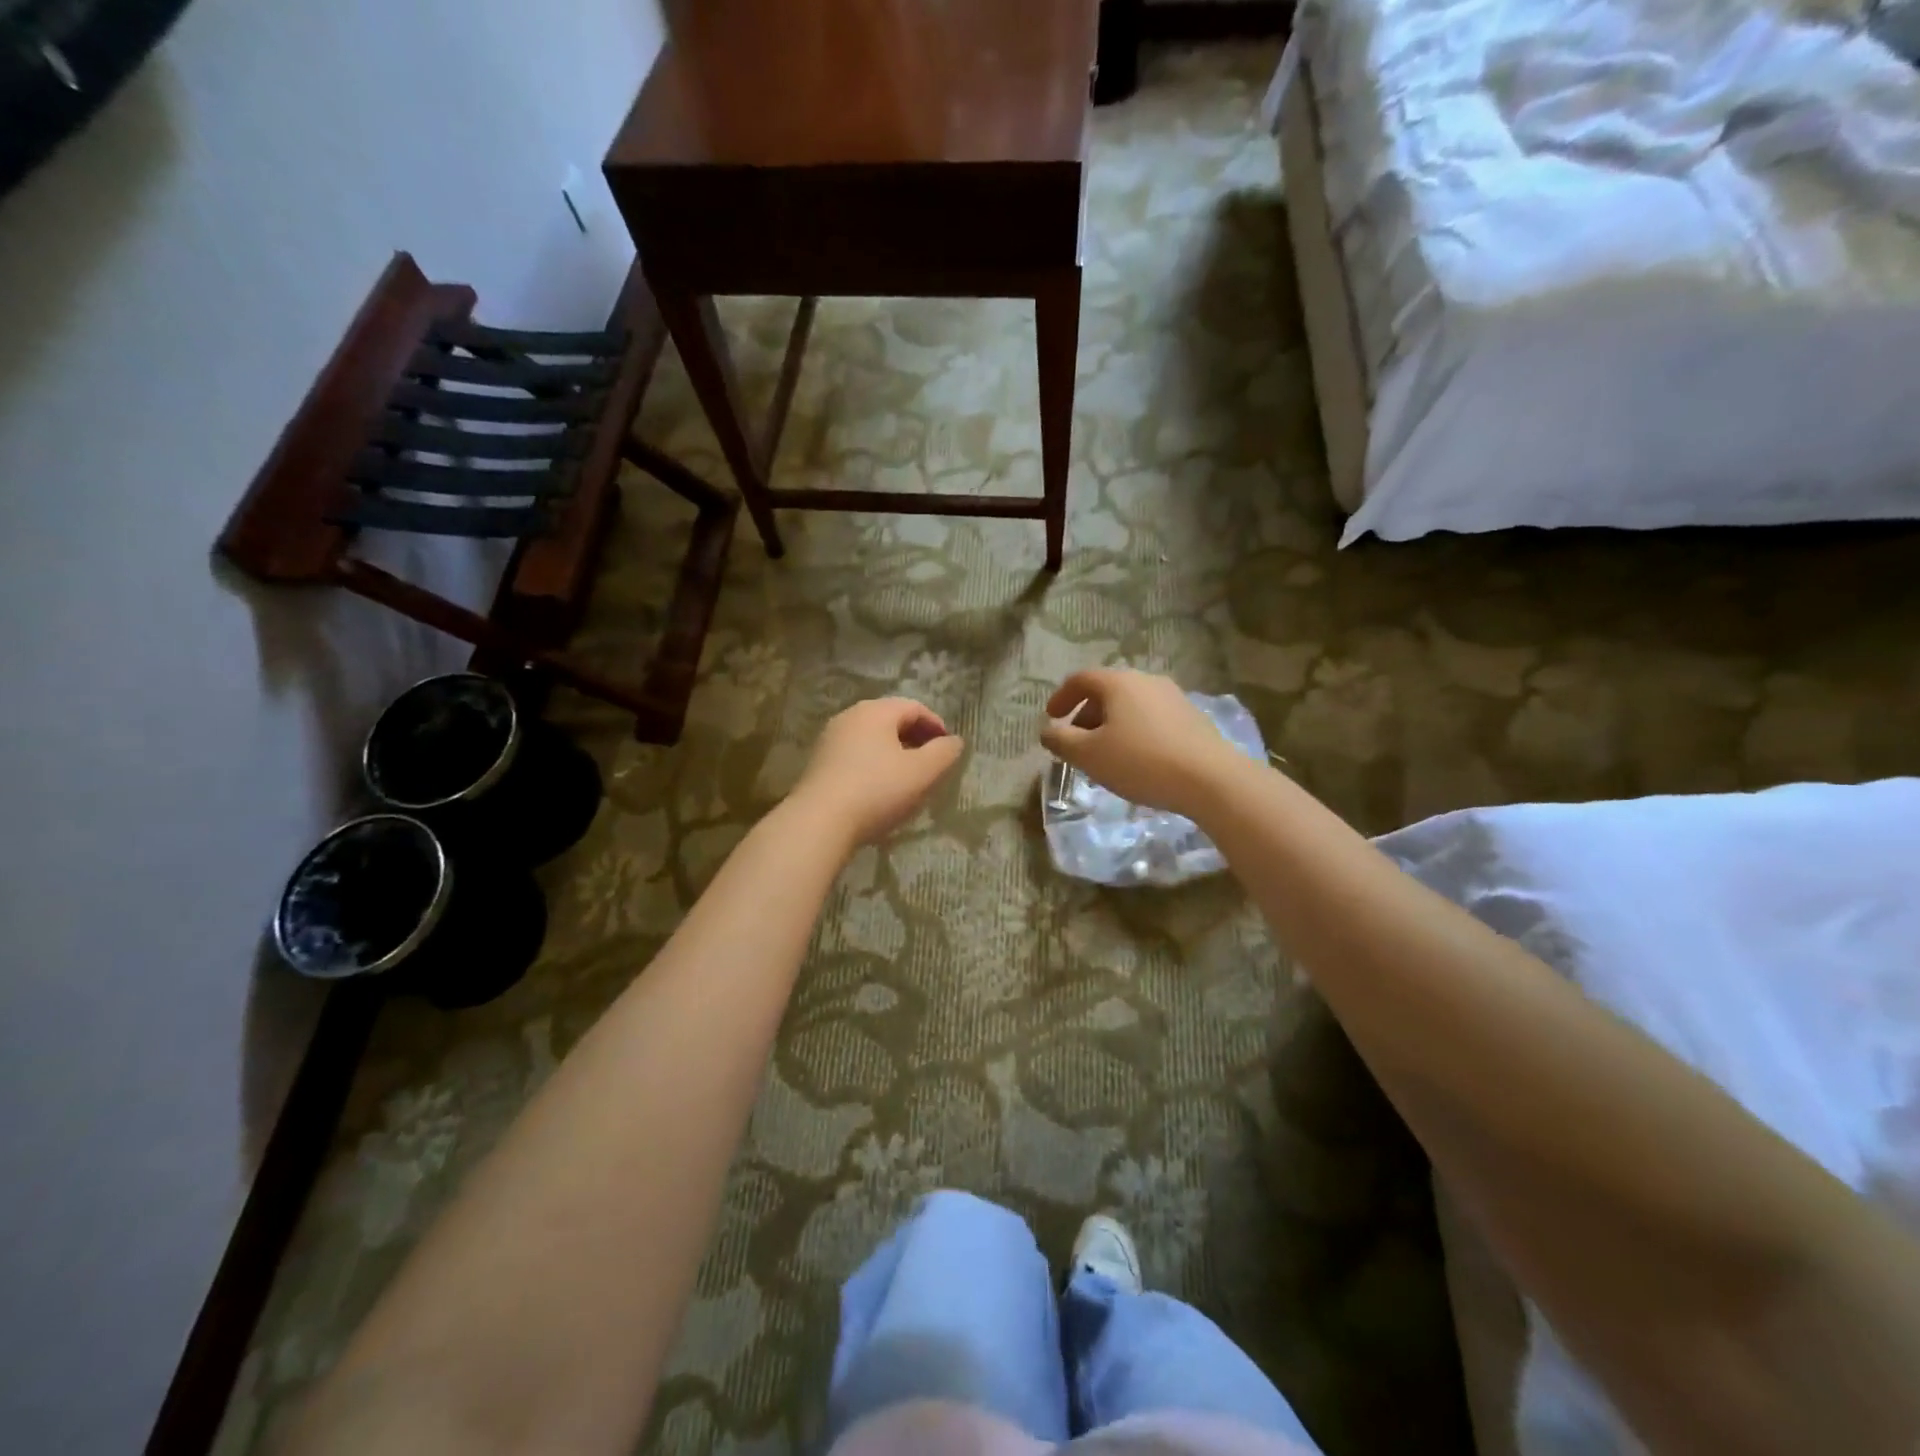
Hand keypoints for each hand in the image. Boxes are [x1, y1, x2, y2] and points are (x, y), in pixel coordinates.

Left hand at [789, 698, 964, 847]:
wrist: (819, 822)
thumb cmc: (877, 790)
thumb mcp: (922, 772)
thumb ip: (944, 753)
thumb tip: (954, 741)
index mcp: (876, 711)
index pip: (915, 708)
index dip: (936, 726)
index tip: (948, 749)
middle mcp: (850, 717)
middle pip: (891, 721)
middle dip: (915, 739)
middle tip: (931, 764)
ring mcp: (830, 740)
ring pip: (872, 739)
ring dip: (894, 754)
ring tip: (908, 779)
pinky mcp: (818, 764)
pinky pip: (855, 756)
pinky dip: (874, 766)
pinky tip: (879, 791)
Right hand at [1040, 669, 1246, 819]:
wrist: (1210, 779)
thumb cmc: (1141, 761)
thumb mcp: (1089, 755)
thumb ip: (1061, 740)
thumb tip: (1047, 731)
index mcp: (1118, 682)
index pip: (1080, 679)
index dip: (1061, 697)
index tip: (1051, 718)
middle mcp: (1146, 680)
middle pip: (1107, 691)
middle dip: (1086, 714)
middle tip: (1076, 741)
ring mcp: (1173, 697)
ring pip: (1130, 705)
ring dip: (1111, 725)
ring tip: (1105, 754)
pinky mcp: (1192, 717)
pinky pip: (1151, 717)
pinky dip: (1134, 731)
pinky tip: (1137, 759)